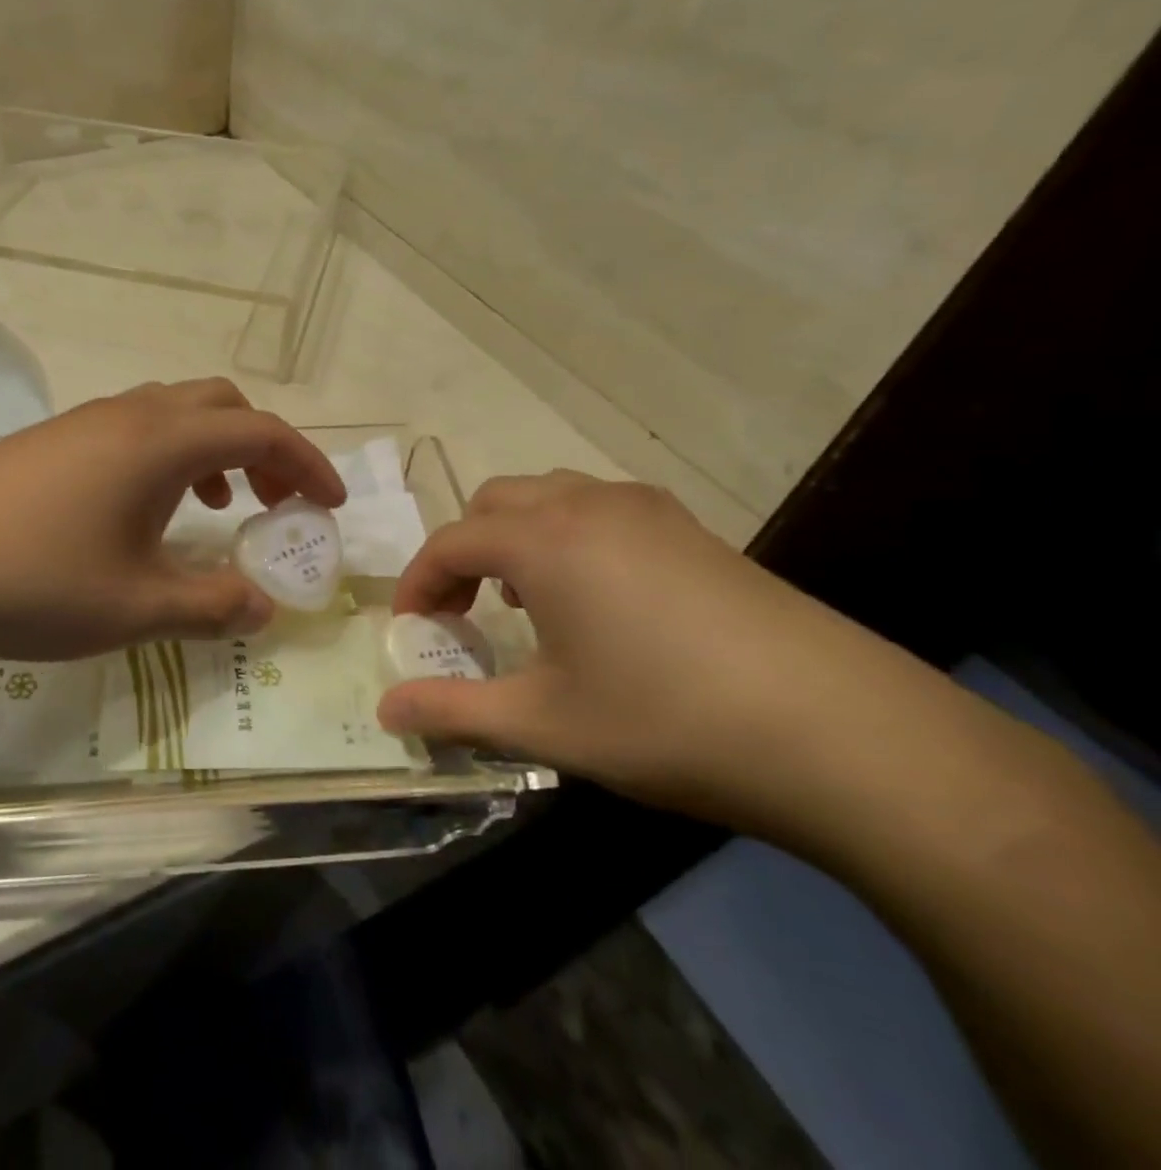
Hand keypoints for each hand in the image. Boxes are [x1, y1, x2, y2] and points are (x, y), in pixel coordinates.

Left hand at [0, 378, 346, 663]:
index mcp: (162, 442)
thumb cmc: (31, 580)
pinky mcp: (53, 439)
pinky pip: (136, 428)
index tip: (329, 507)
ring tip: (218, 505)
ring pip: (176, 412)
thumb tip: (264, 607)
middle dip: (264, 449)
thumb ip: (211, 606)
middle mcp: (130, 414)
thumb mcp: (134, 608)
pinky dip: (169, 456)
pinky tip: (146, 510)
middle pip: (222, 406)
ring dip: (214, 449)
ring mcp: (86, 421)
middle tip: (276, 503)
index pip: (261, 433)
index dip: (307, 465)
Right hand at [378, 471, 958, 837]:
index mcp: (542, 540)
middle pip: (493, 503)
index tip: (410, 629)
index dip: (418, 584)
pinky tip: (596, 599)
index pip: (450, 543)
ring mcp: (647, 510)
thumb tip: (387, 712)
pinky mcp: (692, 529)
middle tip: (463, 611)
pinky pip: (599, 509)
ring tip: (526, 601)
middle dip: (463, 550)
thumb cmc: (666, 720)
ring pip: (549, 496)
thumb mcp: (545, 723)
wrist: (842, 733)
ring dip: (516, 537)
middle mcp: (587, 505)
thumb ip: (453, 711)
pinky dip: (567, 536)